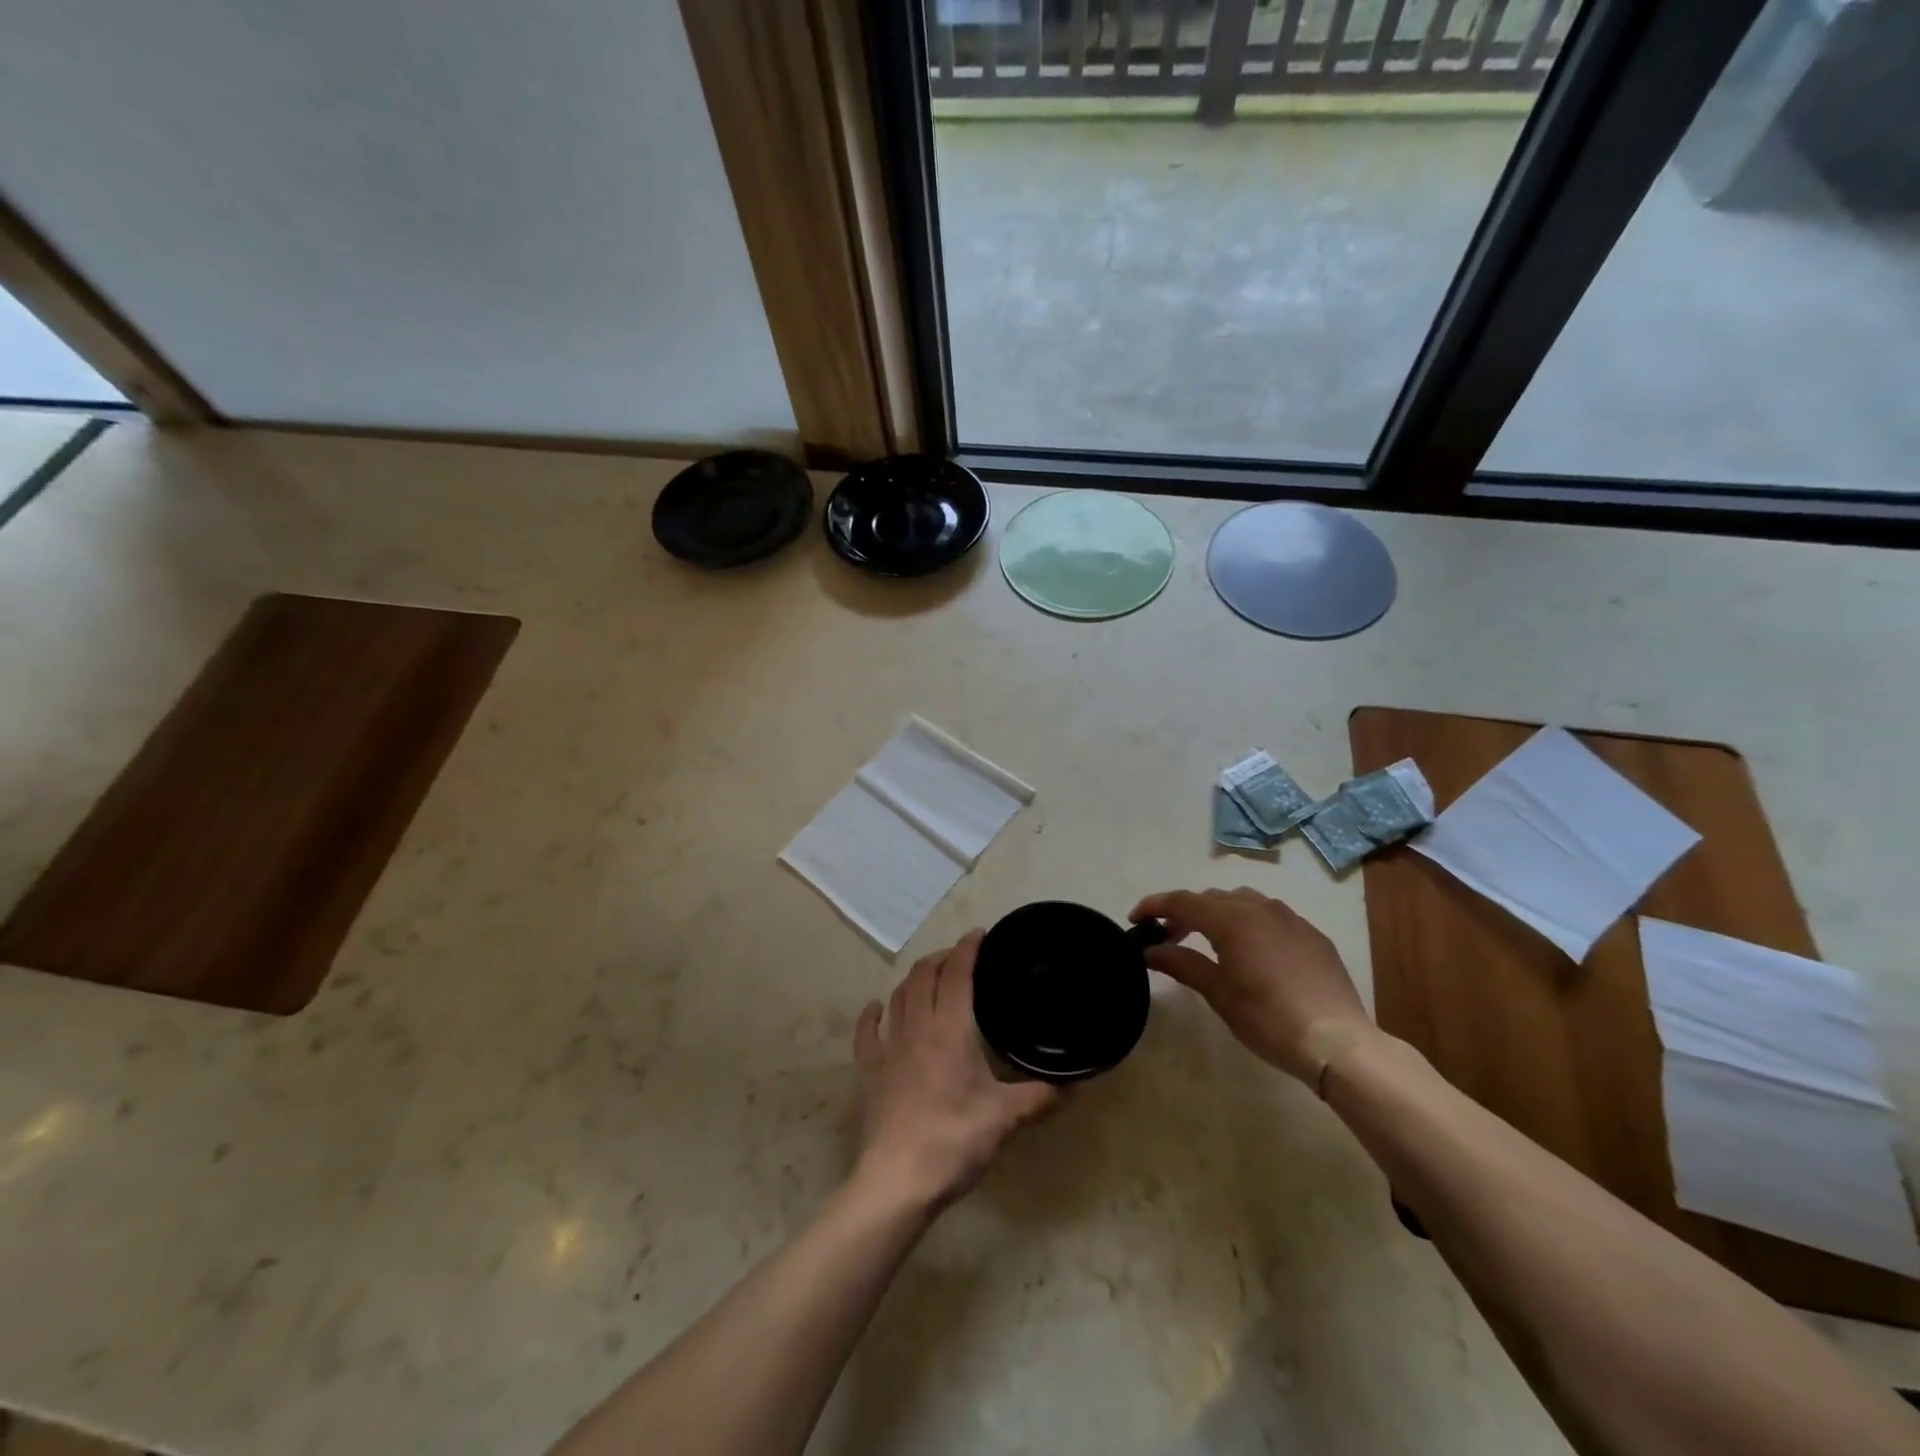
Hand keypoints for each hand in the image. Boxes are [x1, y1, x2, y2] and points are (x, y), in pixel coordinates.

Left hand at [853, 931, 1057, 1210]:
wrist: (898, 1181)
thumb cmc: (954, 1140)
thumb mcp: (1005, 1118)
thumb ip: (1039, 1097)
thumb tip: (1073, 1085)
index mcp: (950, 1029)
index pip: (957, 973)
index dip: (968, 949)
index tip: (981, 935)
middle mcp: (917, 1027)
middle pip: (924, 975)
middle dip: (942, 958)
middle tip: (961, 958)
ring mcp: (889, 1048)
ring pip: (898, 996)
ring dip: (914, 979)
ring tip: (929, 976)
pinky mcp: (870, 1072)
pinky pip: (867, 1034)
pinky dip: (872, 1015)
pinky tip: (876, 1008)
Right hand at [1131, 887, 1376, 1085]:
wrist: (1337, 1041)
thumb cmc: (1268, 1018)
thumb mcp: (1218, 994)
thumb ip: (1182, 964)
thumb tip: (1150, 951)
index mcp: (1231, 919)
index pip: (1182, 901)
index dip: (1154, 906)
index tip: (1135, 920)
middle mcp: (1259, 907)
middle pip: (1211, 898)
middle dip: (1185, 912)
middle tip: (1169, 938)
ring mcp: (1289, 918)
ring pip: (1242, 901)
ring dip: (1218, 914)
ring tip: (1209, 941)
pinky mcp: (1311, 934)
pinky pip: (1270, 916)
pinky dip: (1249, 923)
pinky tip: (1250, 951)